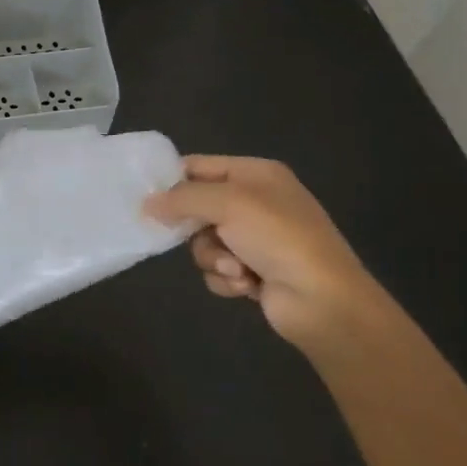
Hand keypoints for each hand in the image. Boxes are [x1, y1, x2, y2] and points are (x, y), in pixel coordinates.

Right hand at [144, 155, 378, 349]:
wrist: (322, 299)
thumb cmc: (278, 238)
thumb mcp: (228, 204)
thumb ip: (182, 198)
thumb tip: (147, 203)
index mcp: (256, 174)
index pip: (200, 166)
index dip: (172, 180)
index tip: (144, 198)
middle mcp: (255, 202)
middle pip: (196, 208)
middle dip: (195, 229)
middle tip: (185, 236)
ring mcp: (255, 239)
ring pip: (203, 243)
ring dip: (213, 258)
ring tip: (235, 269)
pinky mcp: (252, 271)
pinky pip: (216, 269)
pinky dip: (225, 278)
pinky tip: (245, 285)